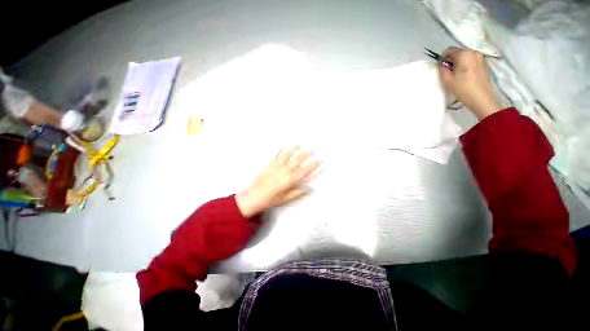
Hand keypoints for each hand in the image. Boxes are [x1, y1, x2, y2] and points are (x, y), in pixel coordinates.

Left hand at [236, 147, 319, 217]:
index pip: (305, 170)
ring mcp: (277, 166)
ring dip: (294, 149)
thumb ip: (298, 192)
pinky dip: (279, 149)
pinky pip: (275, 155)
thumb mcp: (286, 198)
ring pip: (287, 155)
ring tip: (299, 144)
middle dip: (306, 154)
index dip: (313, 165)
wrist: (255, 196)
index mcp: (291, 179)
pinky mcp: (269, 164)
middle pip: (298, 160)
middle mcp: (285, 170)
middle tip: (313, 149)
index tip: (319, 160)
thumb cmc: (271, 199)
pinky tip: (281, 144)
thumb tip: (309, 189)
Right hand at [439, 47, 502, 119]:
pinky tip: (465, 76)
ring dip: (459, 63)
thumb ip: (442, 68)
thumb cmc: (462, 88)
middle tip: (449, 73)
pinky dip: (466, 66)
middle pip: (458, 52)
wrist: (480, 98)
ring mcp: (480, 57)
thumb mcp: (447, 79)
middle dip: (452, 61)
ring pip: (465, 57)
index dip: (443, 58)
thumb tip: (442, 63)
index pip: (449, 50)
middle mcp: (473, 52)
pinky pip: (471, 61)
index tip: (442, 68)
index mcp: (464, 54)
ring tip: (457, 76)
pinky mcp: (484, 63)